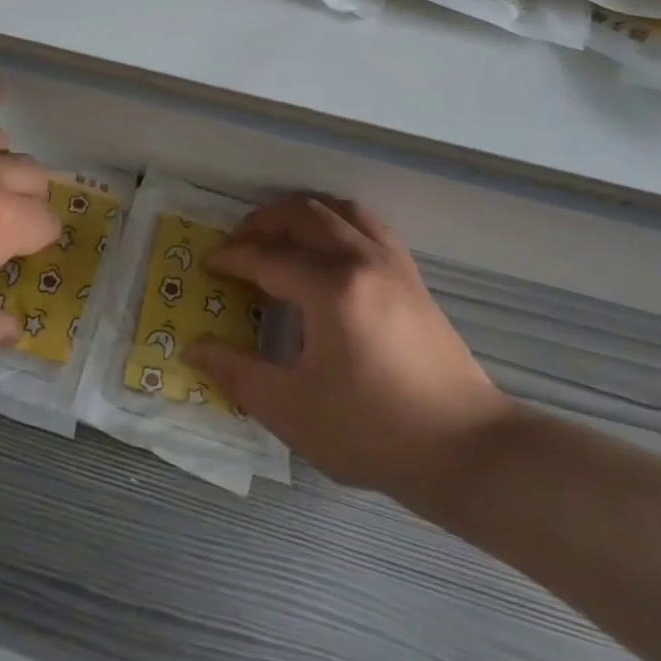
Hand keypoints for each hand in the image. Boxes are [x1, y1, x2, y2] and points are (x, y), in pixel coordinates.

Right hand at [185, 196, 510, 495]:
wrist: (466, 449)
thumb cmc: (373, 432)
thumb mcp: (293, 410)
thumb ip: (237, 373)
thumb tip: (193, 349)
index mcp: (330, 288)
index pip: (267, 257)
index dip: (232, 258)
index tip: (209, 266)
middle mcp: (360, 260)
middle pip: (302, 216)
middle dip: (261, 223)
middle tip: (237, 245)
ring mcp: (392, 264)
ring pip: (338, 211)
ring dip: (301, 214)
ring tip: (278, 236)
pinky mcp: (412, 276)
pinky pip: (368, 225)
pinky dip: (338, 222)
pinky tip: (328, 249)